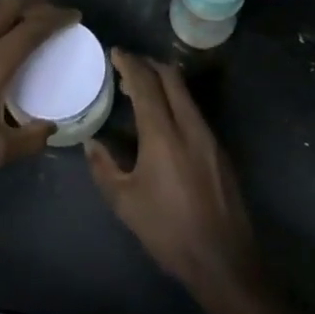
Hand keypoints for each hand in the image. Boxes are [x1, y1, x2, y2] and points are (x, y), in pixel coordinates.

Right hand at [85, 50, 259, 301]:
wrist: (223, 260)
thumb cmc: (167, 231)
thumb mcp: (124, 202)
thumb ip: (104, 167)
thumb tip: (92, 143)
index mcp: (163, 135)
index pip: (146, 84)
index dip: (130, 64)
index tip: (115, 53)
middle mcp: (189, 126)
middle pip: (171, 78)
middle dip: (149, 65)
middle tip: (127, 66)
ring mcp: (209, 137)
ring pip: (185, 94)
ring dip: (164, 83)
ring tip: (141, 90)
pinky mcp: (220, 151)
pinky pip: (194, 112)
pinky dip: (175, 102)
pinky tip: (163, 120)